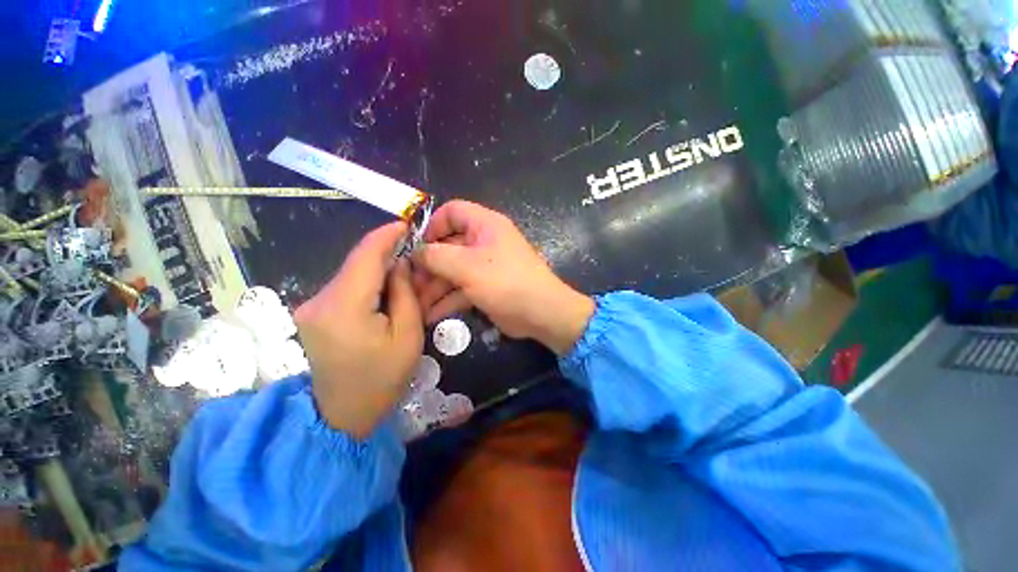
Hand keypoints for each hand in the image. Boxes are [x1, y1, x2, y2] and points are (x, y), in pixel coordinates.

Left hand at [295, 222, 423, 438]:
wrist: (343, 414)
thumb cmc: (383, 378)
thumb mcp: (408, 335)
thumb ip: (405, 293)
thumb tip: (400, 264)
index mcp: (344, 307)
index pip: (364, 256)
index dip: (385, 236)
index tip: (405, 224)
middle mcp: (319, 301)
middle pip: (356, 263)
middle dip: (385, 253)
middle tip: (413, 252)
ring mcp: (311, 307)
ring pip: (351, 274)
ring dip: (377, 269)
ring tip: (404, 273)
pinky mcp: (313, 313)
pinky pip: (345, 287)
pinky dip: (367, 282)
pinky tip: (385, 289)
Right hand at [412, 200, 594, 354]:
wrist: (540, 312)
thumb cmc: (505, 282)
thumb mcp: (467, 266)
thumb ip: (436, 256)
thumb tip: (415, 252)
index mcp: (484, 225)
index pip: (452, 211)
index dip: (432, 225)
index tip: (416, 246)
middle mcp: (484, 242)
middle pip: (448, 246)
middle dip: (428, 265)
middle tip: (409, 284)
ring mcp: (485, 267)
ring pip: (452, 271)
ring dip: (433, 287)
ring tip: (415, 305)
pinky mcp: (486, 288)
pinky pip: (461, 289)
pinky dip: (447, 301)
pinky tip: (430, 315)